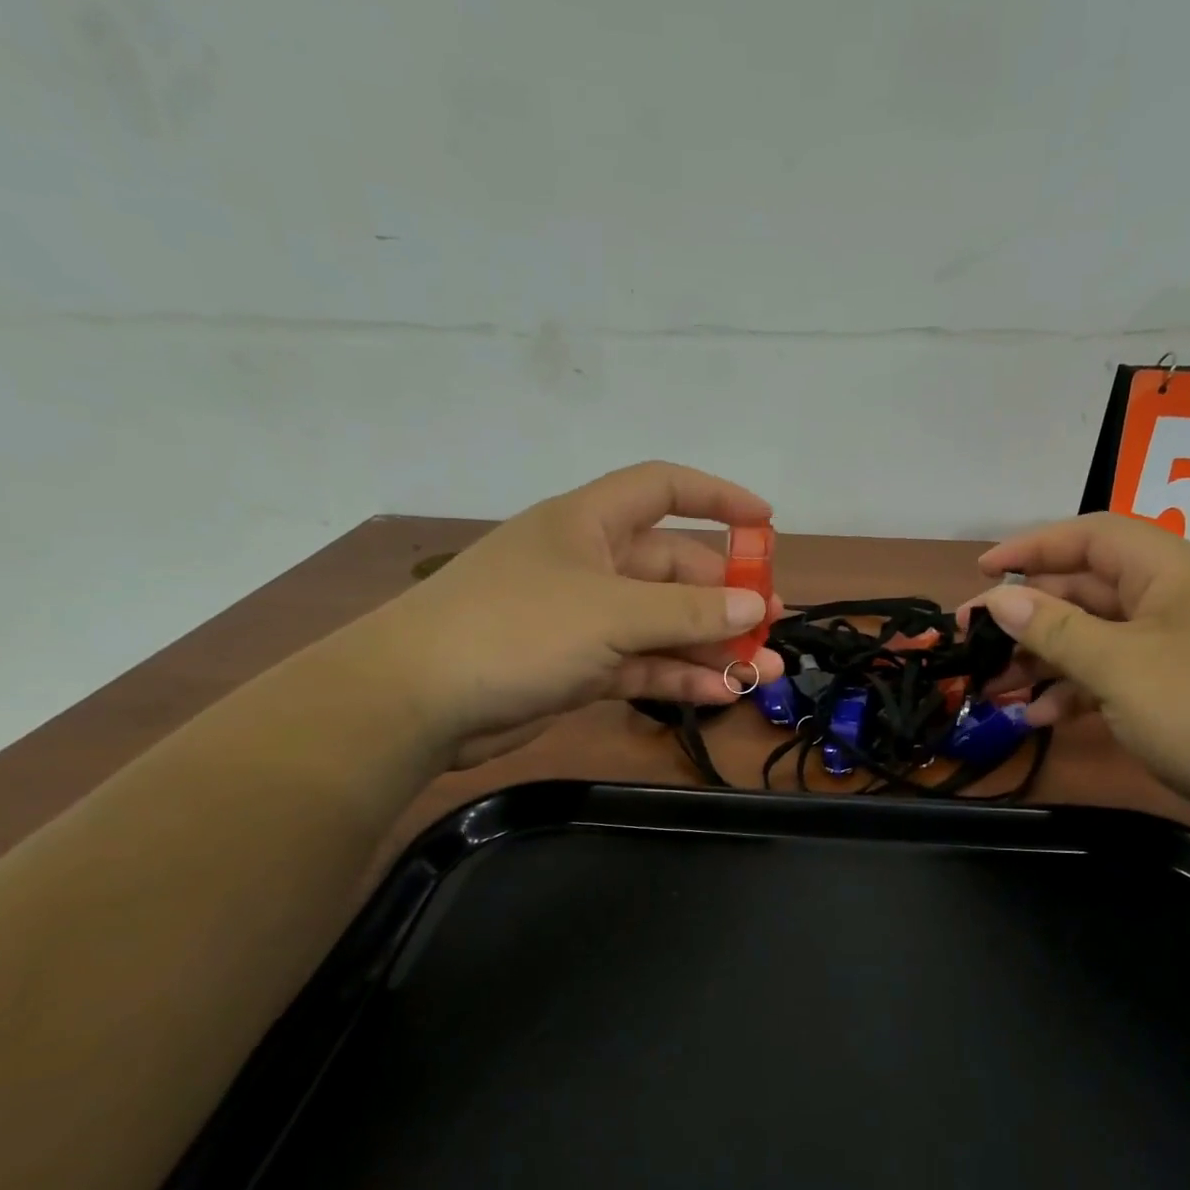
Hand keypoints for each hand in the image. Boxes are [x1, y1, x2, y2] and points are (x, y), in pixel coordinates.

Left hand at [355, 462, 784, 768]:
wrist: (418, 701)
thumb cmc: (517, 628)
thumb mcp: (612, 613)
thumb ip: (688, 612)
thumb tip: (756, 605)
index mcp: (590, 523)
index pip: (663, 489)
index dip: (717, 498)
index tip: (766, 523)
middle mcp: (590, 564)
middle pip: (672, 570)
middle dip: (725, 597)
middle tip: (772, 624)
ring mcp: (583, 619)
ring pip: (662, 625)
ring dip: (711, 646)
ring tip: (764, 671)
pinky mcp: (577, 667)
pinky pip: (641, 665)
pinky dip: (678, 676)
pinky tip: (721, 693)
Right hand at [970, 513, 1189, 821]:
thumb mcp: (1121, 668)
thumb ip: (1055, 630)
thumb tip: (999, 600)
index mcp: (1174, 570)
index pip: (1091, 536)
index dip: (1032, 547)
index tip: (981, 572)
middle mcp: (1181, 597)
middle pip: (1090, 589)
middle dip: (1029, 615)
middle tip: (976, 643)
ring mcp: (1187, 645)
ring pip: (1101, 637)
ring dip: (1047, 659)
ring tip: (996, 688)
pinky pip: (1122, 674)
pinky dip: (1080, 690)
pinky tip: (1043, 717)